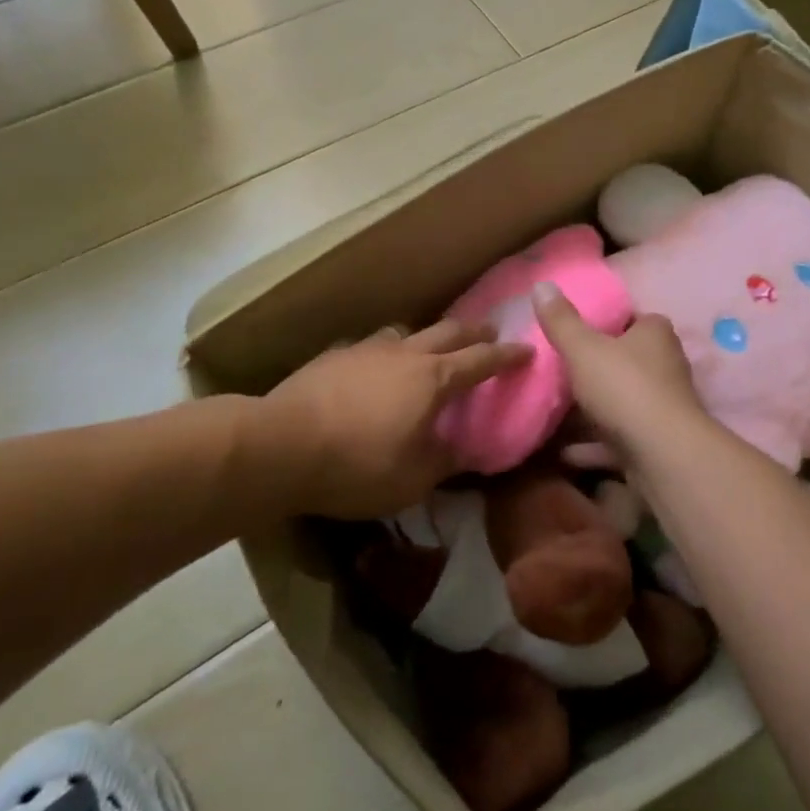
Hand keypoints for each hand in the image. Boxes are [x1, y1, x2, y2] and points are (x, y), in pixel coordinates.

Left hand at [250, 322, 531, 518]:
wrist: (282, 445)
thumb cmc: (358, 465)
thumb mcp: (414, 479)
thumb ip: (446, 461)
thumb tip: (466, 452)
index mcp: (433, 379)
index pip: (481, 361)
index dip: (507, 356)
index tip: (527, 350)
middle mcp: (406, 353)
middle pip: (449, 331)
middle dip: (474, 331)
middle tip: (490, 332)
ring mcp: (367, 349)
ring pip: (406, 332)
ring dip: (425, 337)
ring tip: (428, 349)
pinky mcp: (335, 355)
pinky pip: (370, 347)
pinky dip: (384, 353)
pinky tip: (373, 368)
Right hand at [532, 283, 708, 460]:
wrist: (662, 455)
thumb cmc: (624, 387)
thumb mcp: (583, 348)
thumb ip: (561, 321)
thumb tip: (541, 284)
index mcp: (655, 333)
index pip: (631, 318)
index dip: (605, 323)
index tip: (575, 332)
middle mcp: (666, 365)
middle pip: (625, 361)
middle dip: (596, 368)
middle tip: (558, 371)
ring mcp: (663, 406)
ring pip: (621, 402)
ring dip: (592, 411)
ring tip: (553, 413)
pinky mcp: (656, 442)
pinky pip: (619, 438)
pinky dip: (594, 445)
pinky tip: (564, 452)